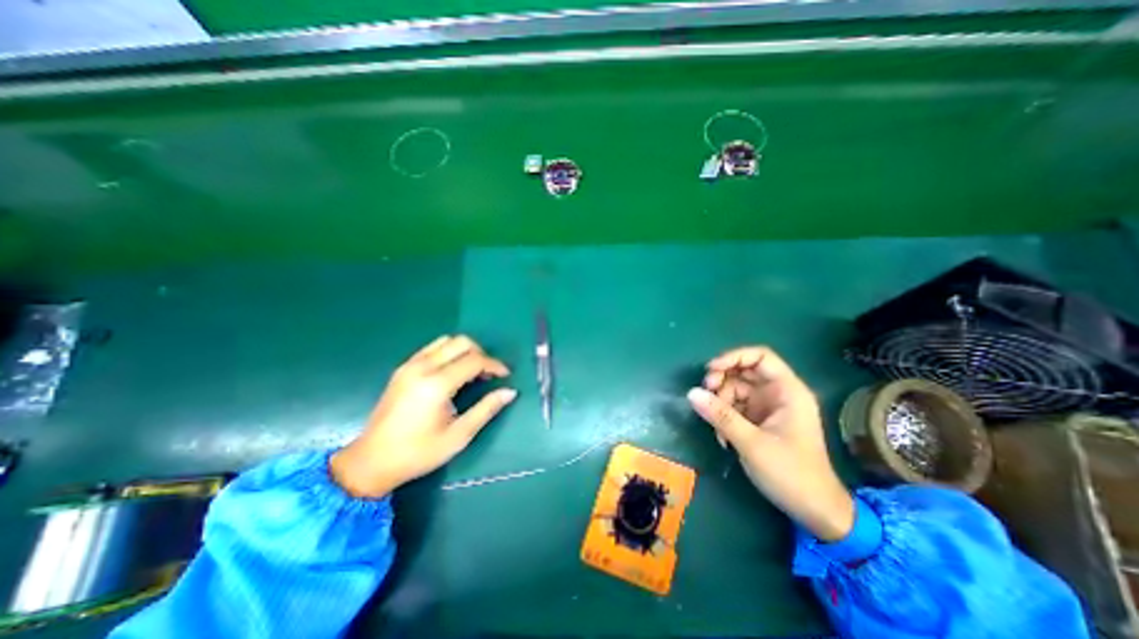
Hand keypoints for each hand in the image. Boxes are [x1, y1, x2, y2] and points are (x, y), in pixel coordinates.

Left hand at [329, 337, 517, 497]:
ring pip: (446, 341)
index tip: (506, 375)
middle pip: (461, 342)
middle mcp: (423, 367)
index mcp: (437, 384)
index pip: (474, 360)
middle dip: (481, 354)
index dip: (494, 365)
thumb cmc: (418, 452)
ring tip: (472, 371)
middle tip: (489, 374)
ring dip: (465, 350)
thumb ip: (486, 409)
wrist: (371, 462)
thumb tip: (510, 392)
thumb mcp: (459, 435)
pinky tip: (452, 371)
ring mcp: (410, 365)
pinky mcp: (403, 368)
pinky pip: (432, 348)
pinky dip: (448, 352)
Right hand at [684, 347, 853, 541]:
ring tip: (715, 426)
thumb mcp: (752, 443)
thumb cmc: (792, 474)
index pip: (760, 357)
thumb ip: (721, 416)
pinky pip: (735, 407)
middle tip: (705, 394)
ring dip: (720, 403)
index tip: (711, 370)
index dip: (734, 357)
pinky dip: (724, 417)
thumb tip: (691, 393)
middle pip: (743, 372)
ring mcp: (768, 408)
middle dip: (722, 380)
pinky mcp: (759, 421)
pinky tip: (722, 437)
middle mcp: (778, 394)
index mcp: (788, 391)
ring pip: (735, 390)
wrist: (815, 512)